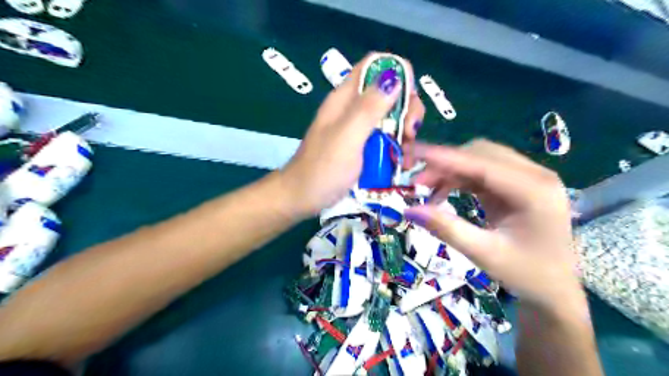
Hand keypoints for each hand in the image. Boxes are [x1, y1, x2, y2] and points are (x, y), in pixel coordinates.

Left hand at [280, 53, 424, 216]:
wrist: (302, 197)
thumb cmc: (322, 169)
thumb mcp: (347, 137)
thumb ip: (369, 108)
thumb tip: (394, 76)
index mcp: (346, 97)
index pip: (375, 66)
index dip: (397, 73)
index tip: (408, 100)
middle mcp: (353, 108)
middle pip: (389, 91)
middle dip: (406, 108)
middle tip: (408, 133)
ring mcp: (358, 128)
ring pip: (391, 116)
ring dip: (404, 130)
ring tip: (405, 154)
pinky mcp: (361, 146)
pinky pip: (386, 136)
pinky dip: (397, 145)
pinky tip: (400, 161)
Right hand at [402, 140, 586, 312]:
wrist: (555, 289)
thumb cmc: (526, 275)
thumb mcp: (483, 254)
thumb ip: (446, 228)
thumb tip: (409, 210)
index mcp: (534, 191)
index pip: (481, 164)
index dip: (444, 157)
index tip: (413, 152)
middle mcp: (535, 176)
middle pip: (480, 154)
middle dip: (445, 164)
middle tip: (417, 183)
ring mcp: (528, 178)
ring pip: (479, 160)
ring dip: (450, 170)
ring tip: (426, 189)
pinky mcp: (517, 185)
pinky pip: (482, 172)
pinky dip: (459, 179)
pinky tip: (443, 192)